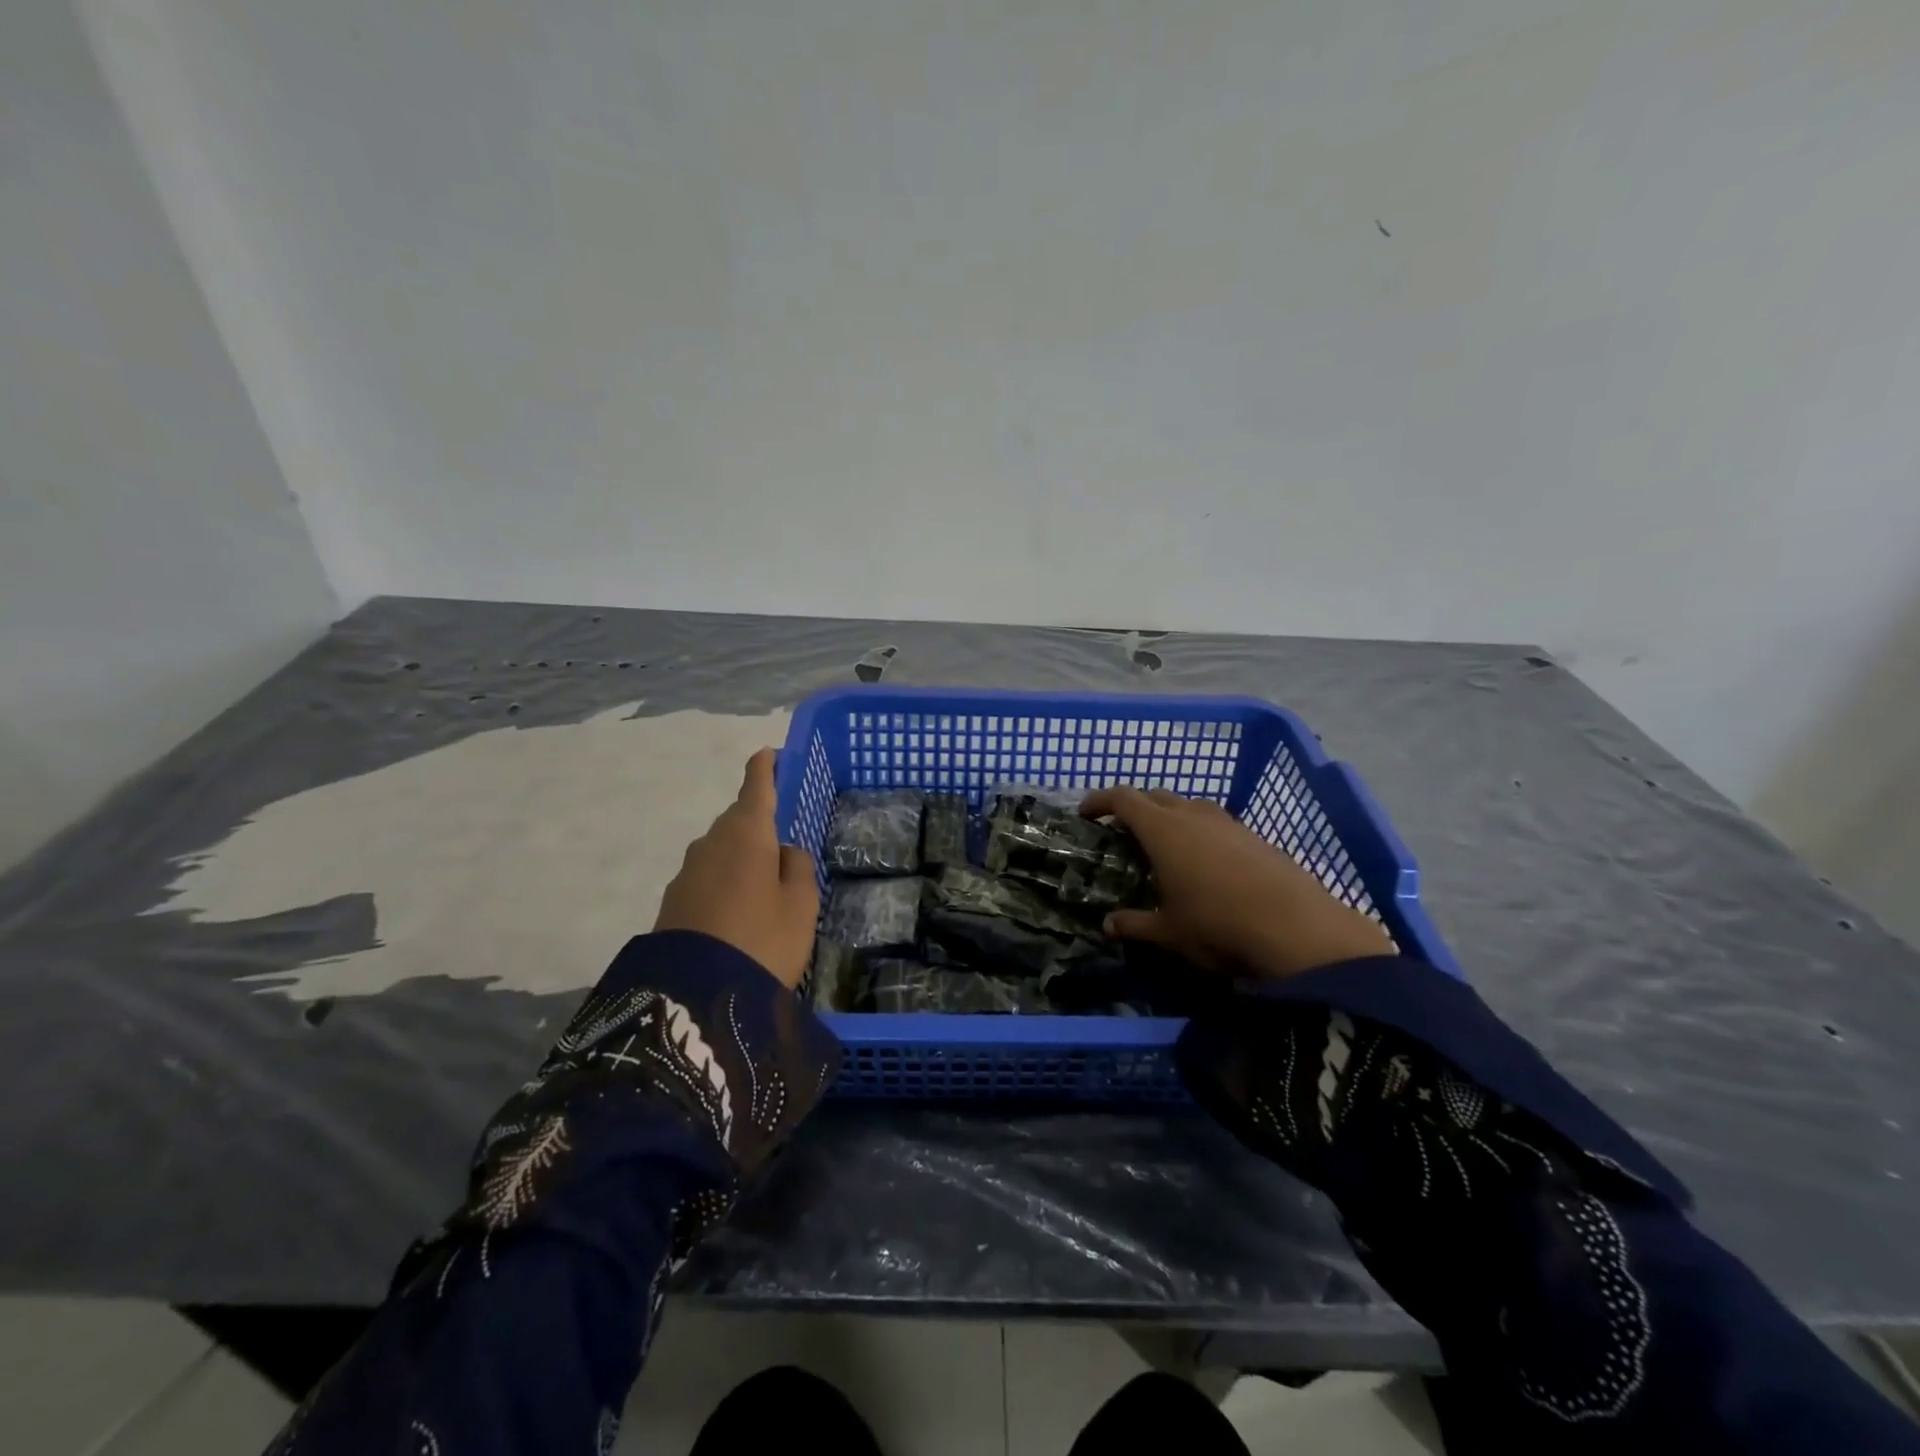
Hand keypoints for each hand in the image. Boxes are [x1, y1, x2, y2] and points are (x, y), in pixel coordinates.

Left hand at [655, 749, 818, 988]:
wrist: (695, 995)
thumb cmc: (763, 939)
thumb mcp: (801, 905)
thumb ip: (798, 868)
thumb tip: (785, 851)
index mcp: (748, 833)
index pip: (756, 786)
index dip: (765, 768)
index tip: (769, 754)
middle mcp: (712, 841)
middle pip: (738, 820)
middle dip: (758, 824)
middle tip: (780, 846)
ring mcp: (687, 871)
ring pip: (721, 849)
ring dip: (740, 857)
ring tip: (762, 888)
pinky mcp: (673, 900)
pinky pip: (707, 877)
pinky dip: (724, 882)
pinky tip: (736, 912)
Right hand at [1079, 786, 1393, 979]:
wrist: (1299, 931)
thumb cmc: (1218, 926)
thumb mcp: (1169, 932)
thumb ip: (1134, 925)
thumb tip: (1108, 925)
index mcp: (1163, 830)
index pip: (1123, 798)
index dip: (1100, 800)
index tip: (1086, 813)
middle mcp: (1194, 815)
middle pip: (1156, 796)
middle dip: (1135, 807)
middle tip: (1122, 832)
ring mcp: (1229, 823)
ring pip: (1190, 805)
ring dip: (1170, 816)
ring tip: (1164, 845)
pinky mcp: (1256, 837)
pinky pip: (1217, 822)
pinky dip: (1200, 831)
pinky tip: (1206, 862)